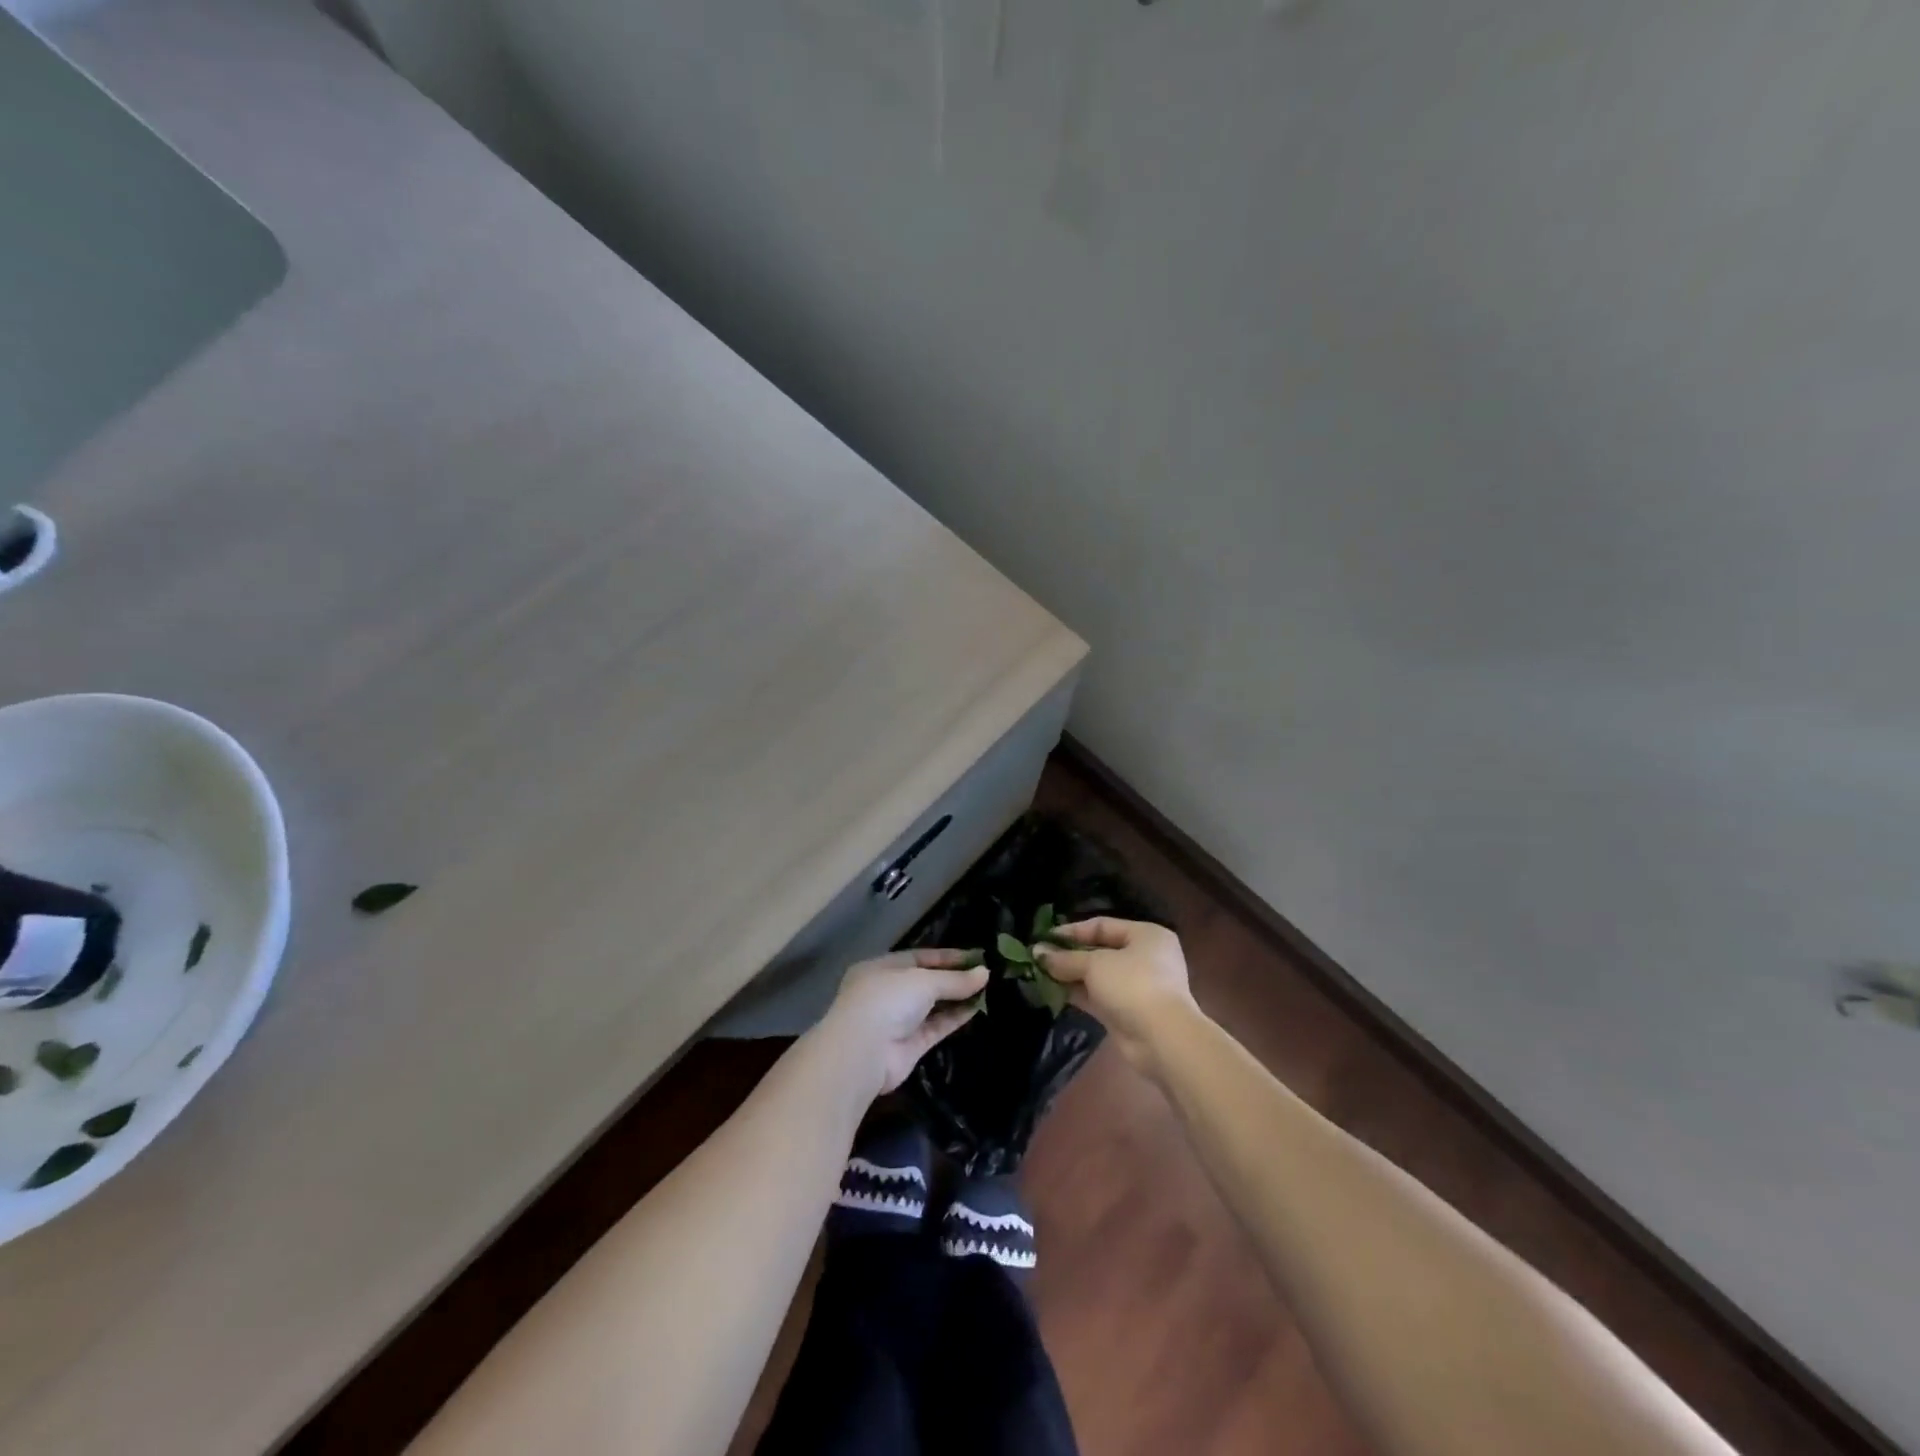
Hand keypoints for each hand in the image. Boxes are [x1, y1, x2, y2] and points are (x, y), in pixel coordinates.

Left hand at [818, 949, 987, 1096]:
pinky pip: (936, 1027)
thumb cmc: (887, 1000)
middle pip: (926, 982)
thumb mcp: (923, 981)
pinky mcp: (909, 1046)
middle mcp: (887, 993)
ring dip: (957, 998)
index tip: (975, 957)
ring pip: (932, 1006)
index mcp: (881, 968)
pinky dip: (954, 1018)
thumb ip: (954, 979)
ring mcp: (897, 1021)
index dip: (947, 957)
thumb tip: (985, 973)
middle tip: (985, 974)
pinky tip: (977, 1008)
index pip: (918, 958)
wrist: (864, 1052)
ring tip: (987, 990)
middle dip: (953, 979)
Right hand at [1037, 918, 1196, 1075]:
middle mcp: (1145, 958)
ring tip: (1040, 973)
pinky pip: (1098, 996)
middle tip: (1039, 956)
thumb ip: (1065, 958)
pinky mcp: (1128, 1012)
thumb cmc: (1132, 985)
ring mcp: (1138, 987)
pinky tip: (1053, 991)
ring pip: (1098, 976)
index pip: (1103, 925)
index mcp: (1146, 935)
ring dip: (1071, 975)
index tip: (1045, 937)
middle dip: (1069, 954)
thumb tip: (1037, 952)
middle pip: (1100, 950)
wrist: (1162, 1039)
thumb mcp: (1095, 965)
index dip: (1072, 930)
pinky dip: (1078, 993)